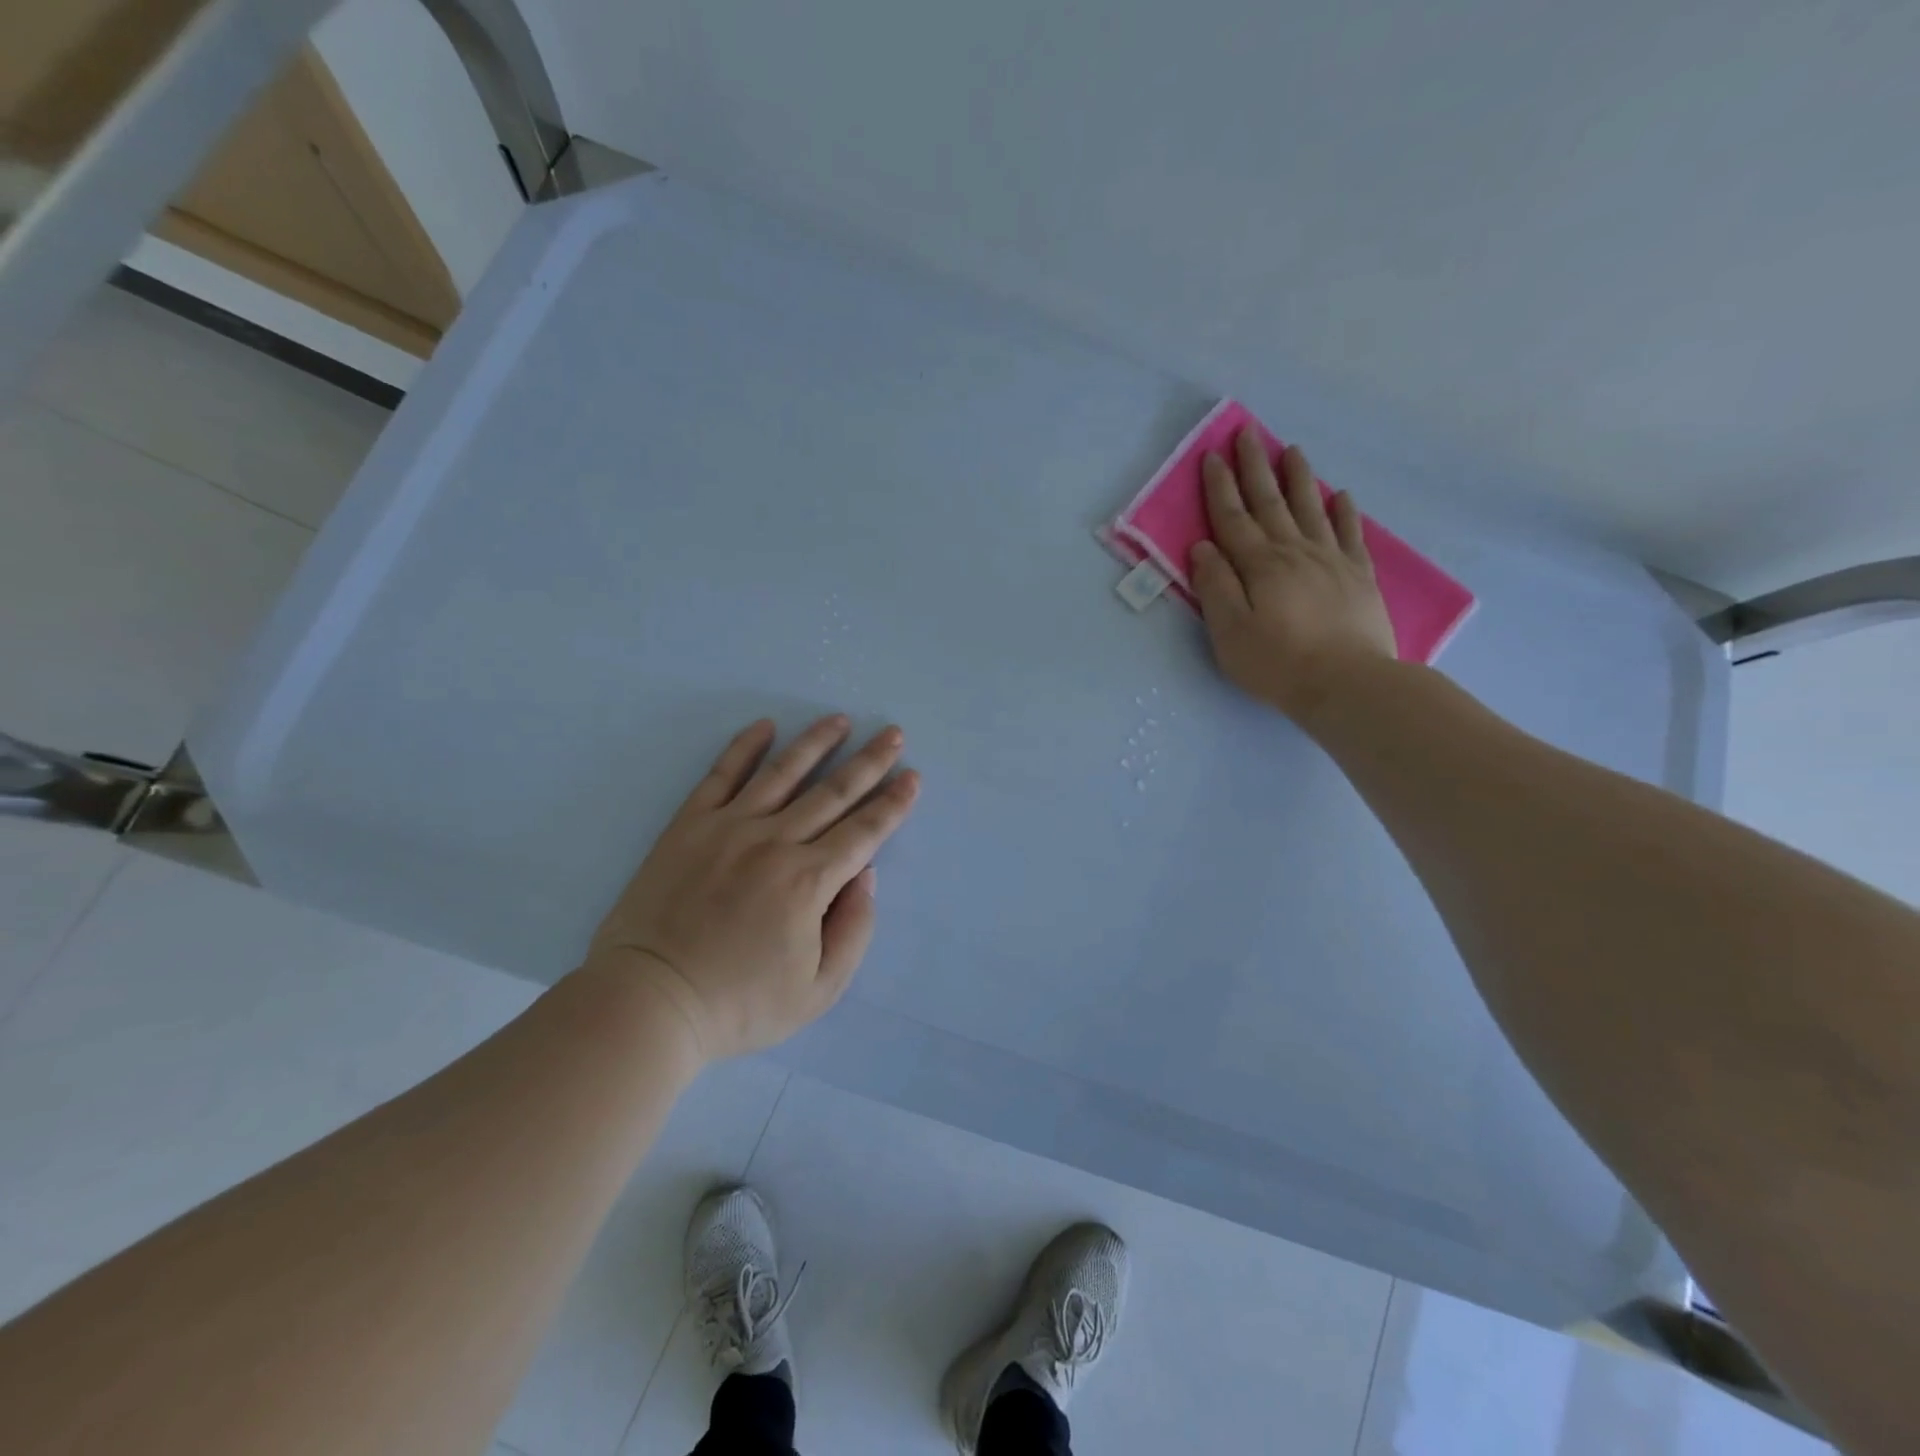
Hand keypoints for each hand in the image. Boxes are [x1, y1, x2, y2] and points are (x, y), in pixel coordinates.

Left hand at [586, 715, 918, 1062]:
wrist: (648, 1001)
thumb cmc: (739, 1005)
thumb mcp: (819, 990)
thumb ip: (854, 929)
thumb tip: (865, 874)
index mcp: (809, 881)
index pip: (865, 831)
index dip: (893, 803)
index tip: (912, 777)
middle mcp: (775, 841)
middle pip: (833, 792)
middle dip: (869, 761)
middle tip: (892, 732)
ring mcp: (728, 827)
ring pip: (783, 772)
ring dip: (816, 742)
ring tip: (840, 719)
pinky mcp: (688, 825)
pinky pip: (721, 775)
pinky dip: (744, 747)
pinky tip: (764, 726)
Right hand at [1190, 429, 1397, 724]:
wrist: (1348, 683)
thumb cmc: (1278, 663)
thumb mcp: (1230, 633)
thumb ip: (1215, 587)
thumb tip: (1203, 548)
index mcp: (1259, 565)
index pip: (1233, 518)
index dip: (1220, 486)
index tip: (1212, 455)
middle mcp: (1294, 552)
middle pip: (1271, 502)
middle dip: (1255, 467)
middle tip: (1248, 433)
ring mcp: (1331, 560)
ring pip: (1311, 508)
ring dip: (1298, 478)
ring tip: (1291, 450)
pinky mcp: (1358, 576)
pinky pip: (1350, 533)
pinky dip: (1343, 511)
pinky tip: (1340, 495)